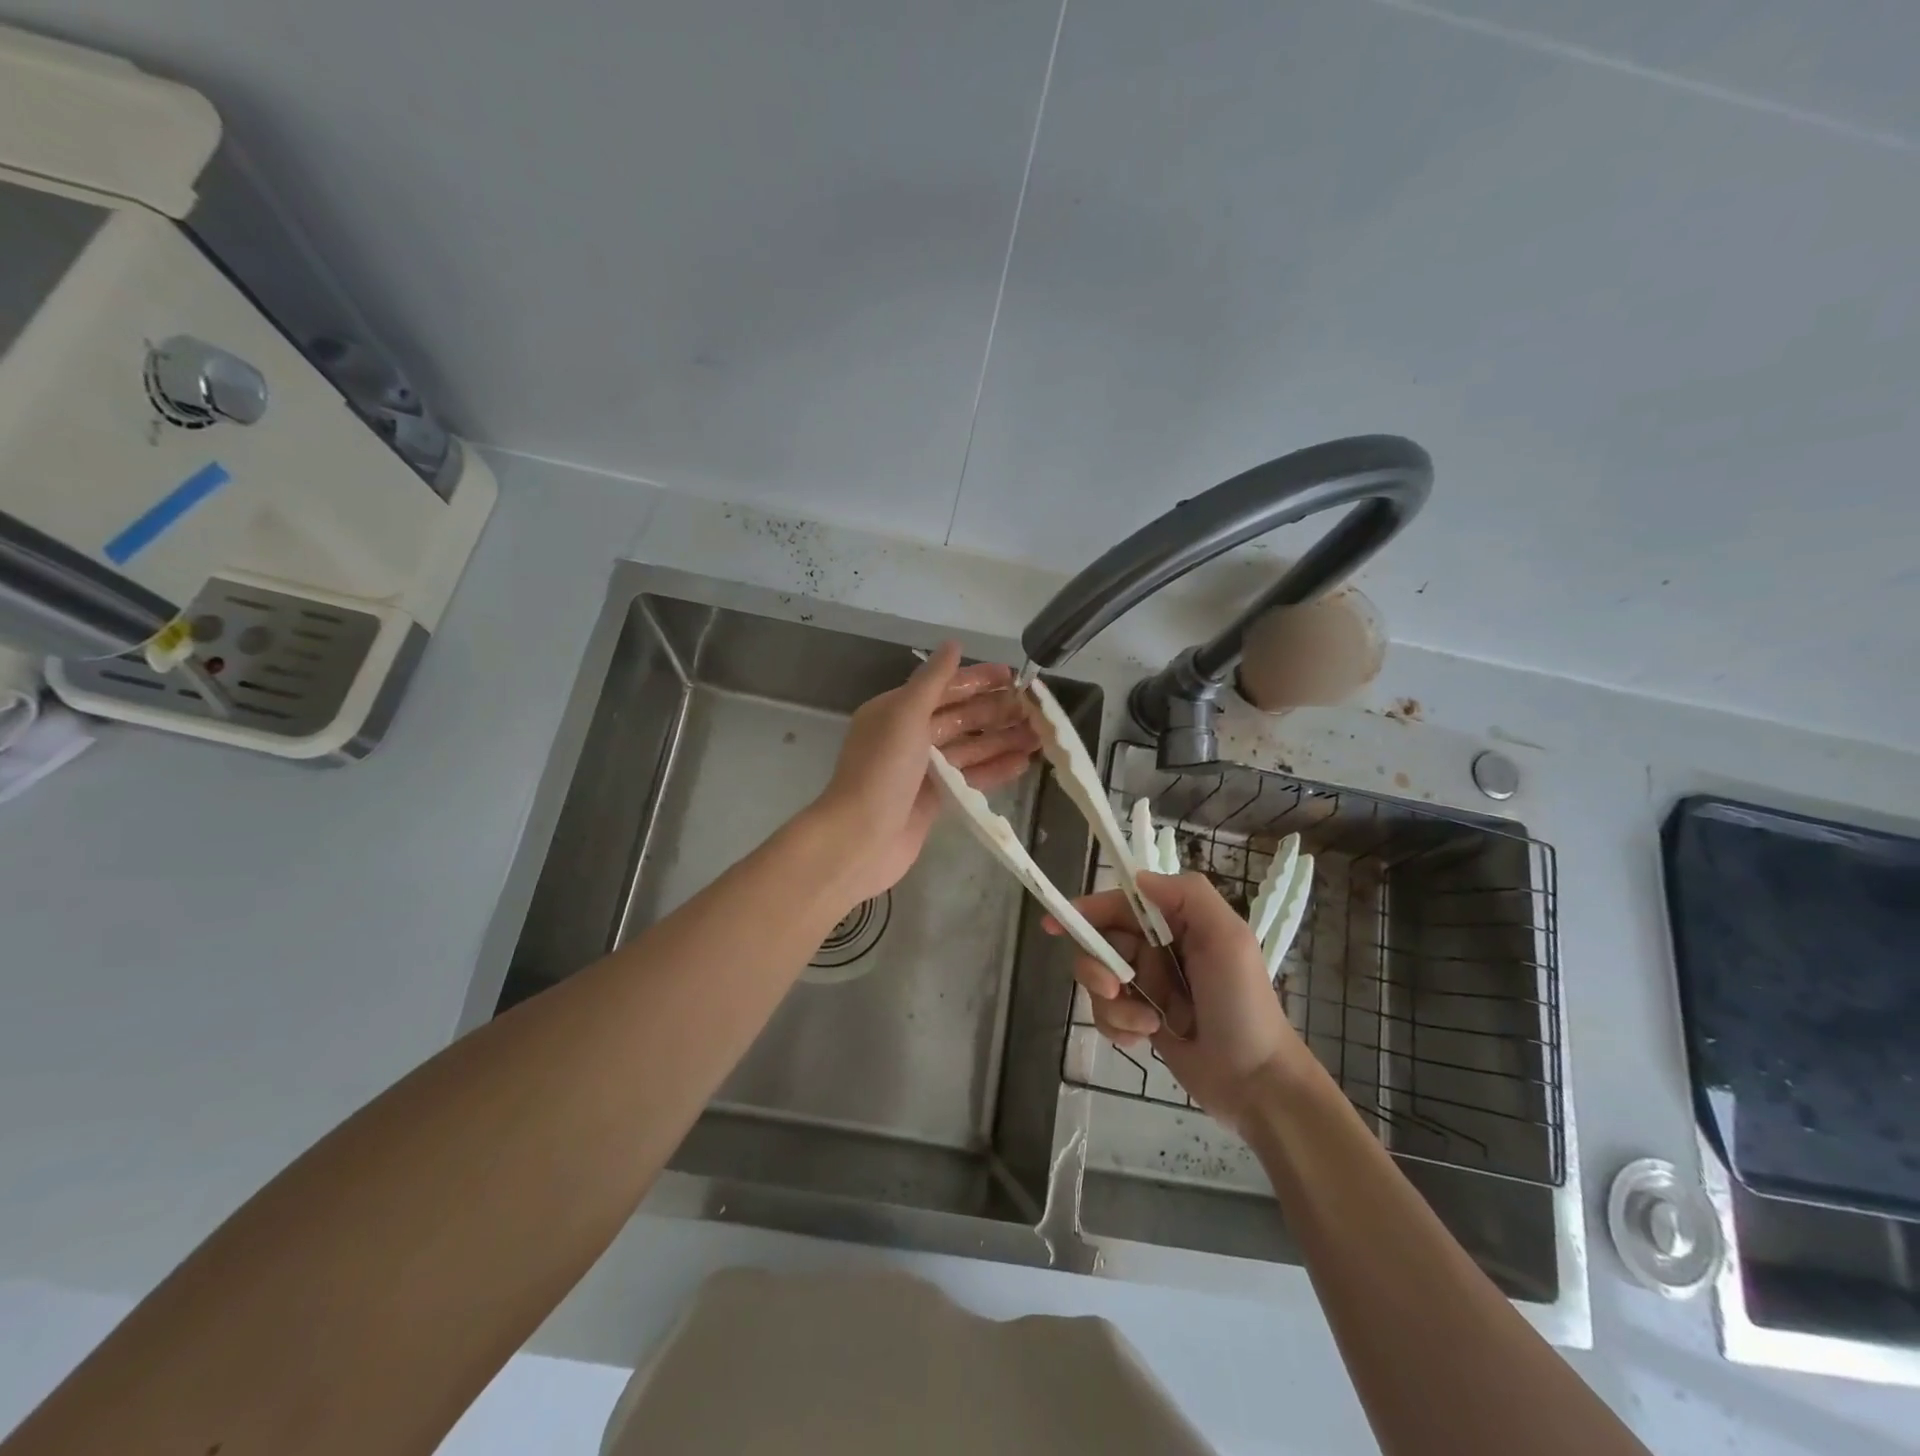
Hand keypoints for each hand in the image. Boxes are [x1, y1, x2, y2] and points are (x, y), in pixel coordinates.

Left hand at [809, 641, 1037, 906]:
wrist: (860, 838)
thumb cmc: (882, 771)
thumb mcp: (905, 715)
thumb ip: (933, 680)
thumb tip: (954, 643)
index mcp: (897, 711)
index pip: (944, 688)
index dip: (979, 680)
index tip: (1015, 676)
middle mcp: (909, 736)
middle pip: (960, 717)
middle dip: (997, 711)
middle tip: (1037, 709)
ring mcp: (922, 770)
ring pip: (969, 748)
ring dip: (1002, 740)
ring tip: (1040, 735)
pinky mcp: (934, 800)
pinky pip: (969, 778)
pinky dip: (994, 769)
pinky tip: (1022, 763)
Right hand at [1046, 872, 1314, 1131]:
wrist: (1257, 1082)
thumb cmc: (1243, 1004)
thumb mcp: (1228, 938)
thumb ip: (1187, 896)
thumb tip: (1137, 878)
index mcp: (1178, 923)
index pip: (1121, 905)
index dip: (1088, 910)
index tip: (1056, 924)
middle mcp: (1158, 949)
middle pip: (1101, 943)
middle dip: (1099, 965)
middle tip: (1115, 987)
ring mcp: (1148, 986)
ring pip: (1099, 981)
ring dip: (1114, 1004)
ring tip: (1146, 1023)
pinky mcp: (1141, 1019)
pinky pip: (1106, 1014)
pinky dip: (1118, 1025)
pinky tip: (1143, 1039)